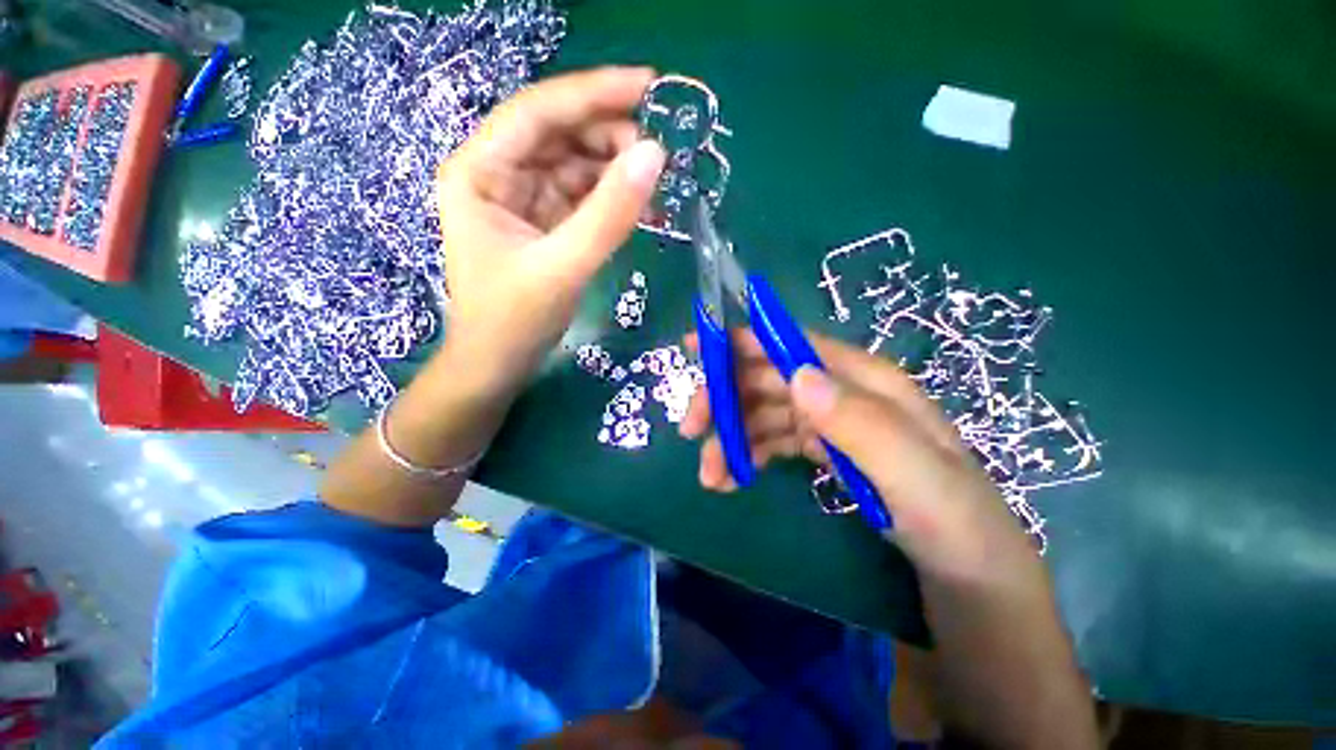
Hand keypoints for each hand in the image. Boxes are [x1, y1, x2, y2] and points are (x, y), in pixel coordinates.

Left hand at [435, 67, 665, 391]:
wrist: (498, 366)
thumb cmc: (513, 321)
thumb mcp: (563, 267)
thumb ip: (609, 214)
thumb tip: (656, 156)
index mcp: (479, 172)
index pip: (538, 112)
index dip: (593, 92)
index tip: (650, 85)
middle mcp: (498, 175)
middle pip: (560, 135)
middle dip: (611, 137)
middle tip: (661, 154)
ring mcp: (523, 200)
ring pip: (576, 166)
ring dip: (616, 171)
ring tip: (657, 185)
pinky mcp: (545, 224)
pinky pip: (583, 198)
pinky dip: (612, 200)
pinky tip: (642, 208)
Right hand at [680, 330, 1037, 580]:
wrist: (969, 578)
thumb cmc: (954, 525)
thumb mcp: (919, 478)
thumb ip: (862, 424)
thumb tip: (797, 374)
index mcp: (867, 382)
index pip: (794, 346)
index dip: (743, 341)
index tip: (696, 348)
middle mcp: (841, 393)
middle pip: (768, 378)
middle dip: (724, 398)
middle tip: (690, 429)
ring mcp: (828, 422)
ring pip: (762, 412)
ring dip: (729, 436)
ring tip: (709, 475)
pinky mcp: (819, 449)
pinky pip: (770, 440)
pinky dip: (744, 454)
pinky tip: (730, 478)